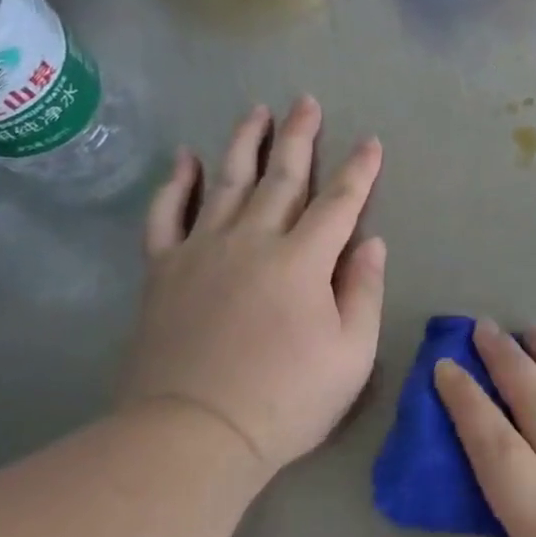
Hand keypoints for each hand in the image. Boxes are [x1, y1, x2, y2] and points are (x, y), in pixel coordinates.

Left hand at [119, 96, 385, 477]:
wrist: (192, 435)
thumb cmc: (285, 399)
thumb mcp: (351, 354)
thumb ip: (364, 292)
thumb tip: (371, 243)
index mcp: (303, 260)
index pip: (339, 202)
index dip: (359, 170)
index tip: (371, 141)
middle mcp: (252, 240)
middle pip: (281, 176)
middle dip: (300, 136)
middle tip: (307, 101)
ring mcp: (202, 250)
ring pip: (226, 181)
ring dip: (245, 143)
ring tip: (256, 111)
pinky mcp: (164, 270)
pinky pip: (167, 215)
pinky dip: (176, 183)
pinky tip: (185, 158)